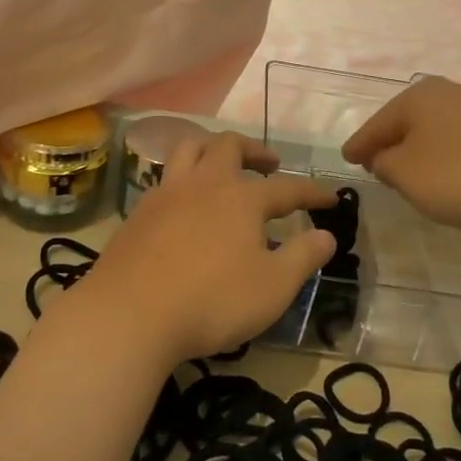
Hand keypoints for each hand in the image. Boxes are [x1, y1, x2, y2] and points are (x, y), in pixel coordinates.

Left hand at [86, 133, 337, 362]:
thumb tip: (326, 236)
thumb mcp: (273, 287)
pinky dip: (183, 178)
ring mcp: (167, 193)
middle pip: (229, 146)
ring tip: (223, 165)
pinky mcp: (139, 212)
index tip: (330, 198)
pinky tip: (185, 201)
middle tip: (269, 163)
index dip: (311, 193)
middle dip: (254, 150)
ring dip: (212, 149)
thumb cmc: (212, 301)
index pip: (287, 188)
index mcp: (242, 198)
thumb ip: (303, 257)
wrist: (130, 314)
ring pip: (189, 149)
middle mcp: (204, 183)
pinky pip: (165, 177)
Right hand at [341, 77, 460, 231]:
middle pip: (405, 123)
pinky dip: (447, 155)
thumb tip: (383, 158)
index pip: (374, 126)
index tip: (346, 159)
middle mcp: (444, 93)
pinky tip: (451, 173)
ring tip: (412, 173)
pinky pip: (459, 140)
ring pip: (433, 131)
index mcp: (414, 99)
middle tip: (375, 166)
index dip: (359, 146)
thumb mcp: (408, 176)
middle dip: (390, 144)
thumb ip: (385, 165)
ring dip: (420, 151)